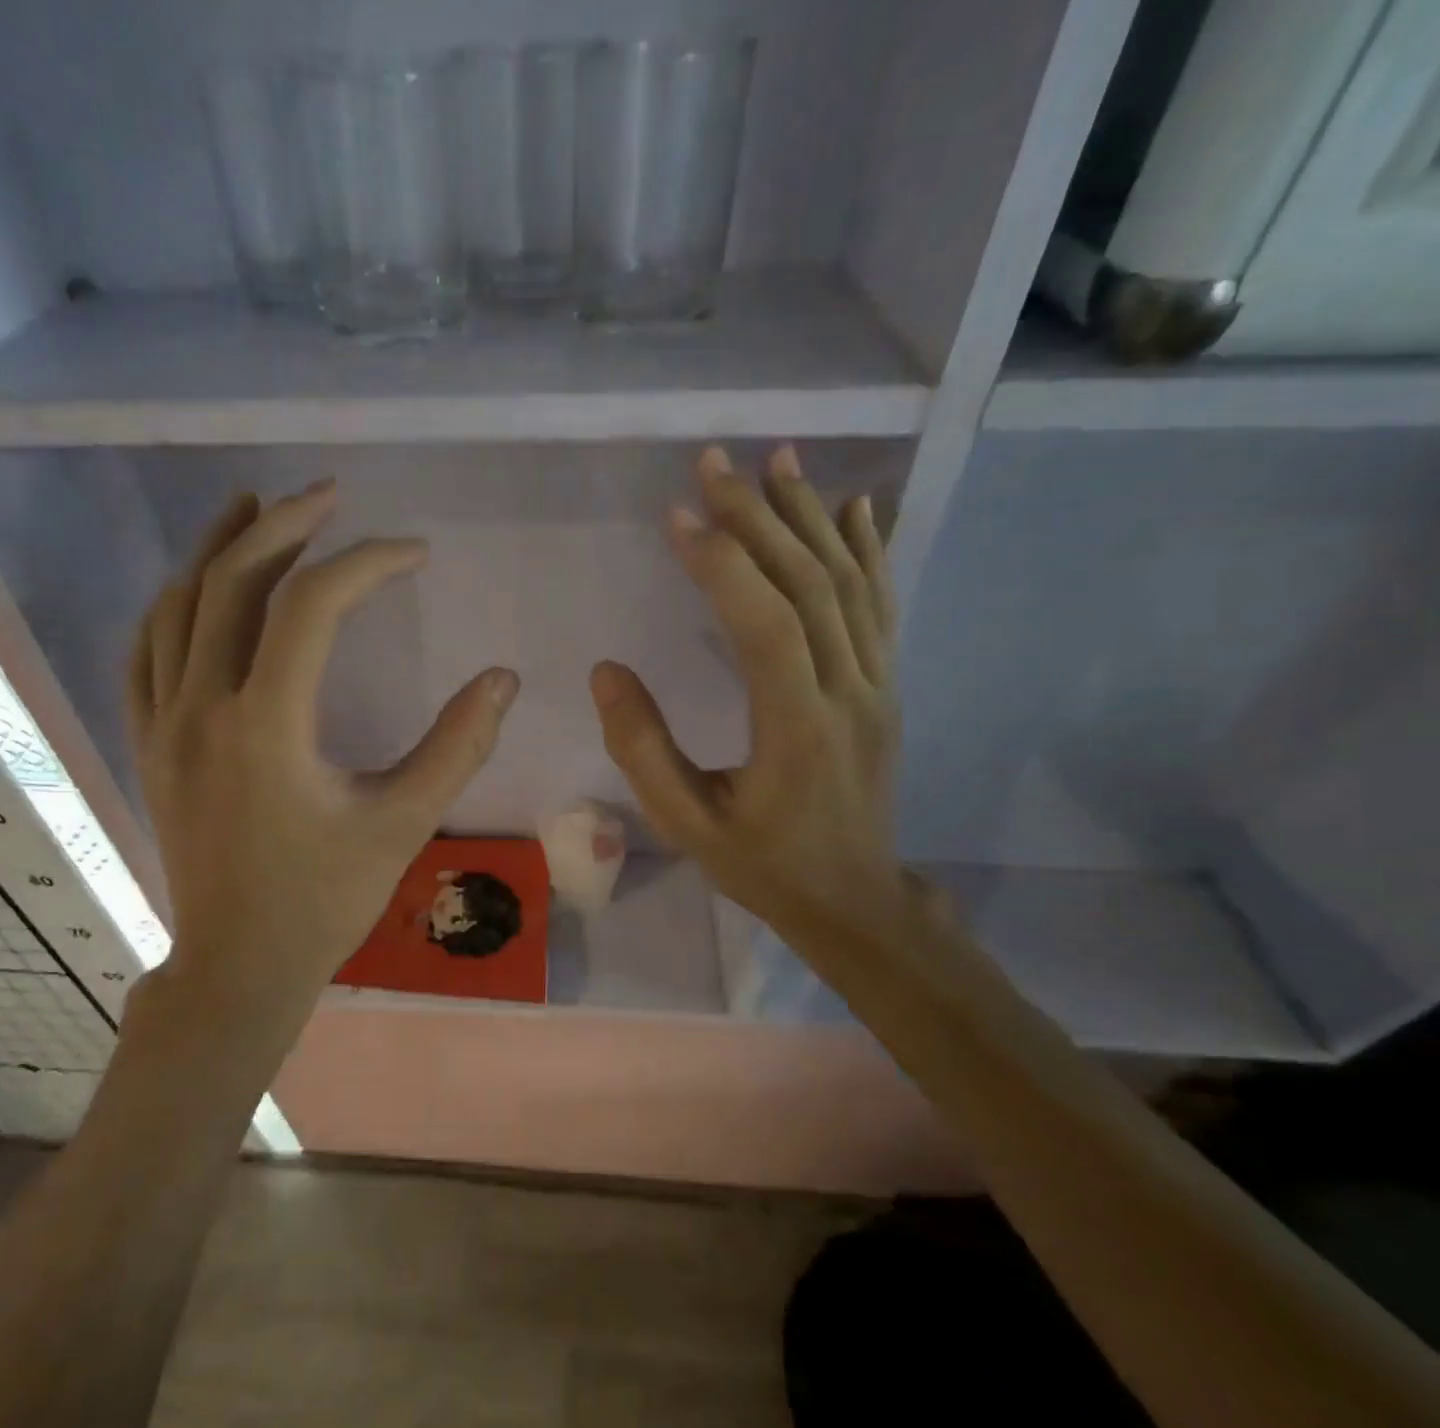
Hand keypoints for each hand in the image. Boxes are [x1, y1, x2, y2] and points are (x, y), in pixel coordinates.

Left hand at [127, 482, 518, 1011]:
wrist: (238, 965)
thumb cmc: (324, 900)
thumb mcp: (403, 824)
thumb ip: (457, 747)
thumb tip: (502, 679)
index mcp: (267, 725)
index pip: (312, 606)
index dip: (368, 564)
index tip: (415, 555)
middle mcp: (203, 707)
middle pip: (233, 582)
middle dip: (286, 524)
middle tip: (332, 495)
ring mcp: (163, 723)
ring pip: (178, 605)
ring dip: (220, 546)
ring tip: (257, 504)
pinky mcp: (148, 742)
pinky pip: (146, 651)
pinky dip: (174, 603)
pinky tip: (198, 583)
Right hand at [589, 445, 908, 953]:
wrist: (854, 901)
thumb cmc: (762, 865)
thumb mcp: (686, 823)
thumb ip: (642, 748)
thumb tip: (606, 671)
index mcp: (796, 726)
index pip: (762, 622)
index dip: (720, 562)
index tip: (677, 515)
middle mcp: (848, 691)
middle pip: (807, 584)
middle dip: (758, 516)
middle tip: (715, 462)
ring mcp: (877, 684)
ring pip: (848, 584)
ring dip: (810, 516)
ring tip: (779, 460)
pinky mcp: (886, 686)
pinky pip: (880, 605)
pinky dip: (868, 549)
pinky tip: (855, 506)